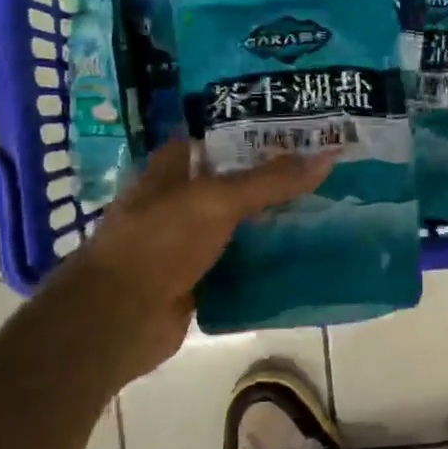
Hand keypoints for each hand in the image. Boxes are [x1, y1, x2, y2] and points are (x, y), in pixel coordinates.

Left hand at [71, 140, 332, 378]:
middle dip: (275, 179)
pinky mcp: (199, 280)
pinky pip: (241, 264)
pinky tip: (305, 256)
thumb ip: (270, 181)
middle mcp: (179, 203)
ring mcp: (188, 244)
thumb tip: (328, 156)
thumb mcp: (217, 201)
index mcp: (171, 170)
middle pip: (235, 184)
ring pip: (241, 225)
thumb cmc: (159, 242)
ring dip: (275, 222)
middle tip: (326, 172)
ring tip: (327, 210)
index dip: (255, 132)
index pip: (218, 139)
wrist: (120, 318)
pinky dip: (267, 262)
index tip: (300, 130)